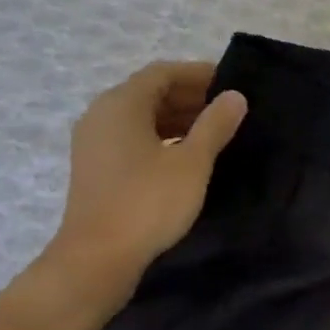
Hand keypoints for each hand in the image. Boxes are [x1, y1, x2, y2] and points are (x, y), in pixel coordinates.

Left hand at [33, 62, 247, 315]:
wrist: (98, 257)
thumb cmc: (148, 203)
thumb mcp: (192, 163)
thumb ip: (215, 126)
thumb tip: (235, 96)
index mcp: (121, 104)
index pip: (163, 73)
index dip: (198, 73)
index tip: (231, 83)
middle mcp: (101, 114)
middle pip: (149, 92)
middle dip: (189, 97)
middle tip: (228, 110)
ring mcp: (94, 143)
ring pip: (141, 117)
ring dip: (177, 119)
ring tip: (214, 133)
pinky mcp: (96, 168)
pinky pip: (132, 138)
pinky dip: (161, 138)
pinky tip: (186, 158)